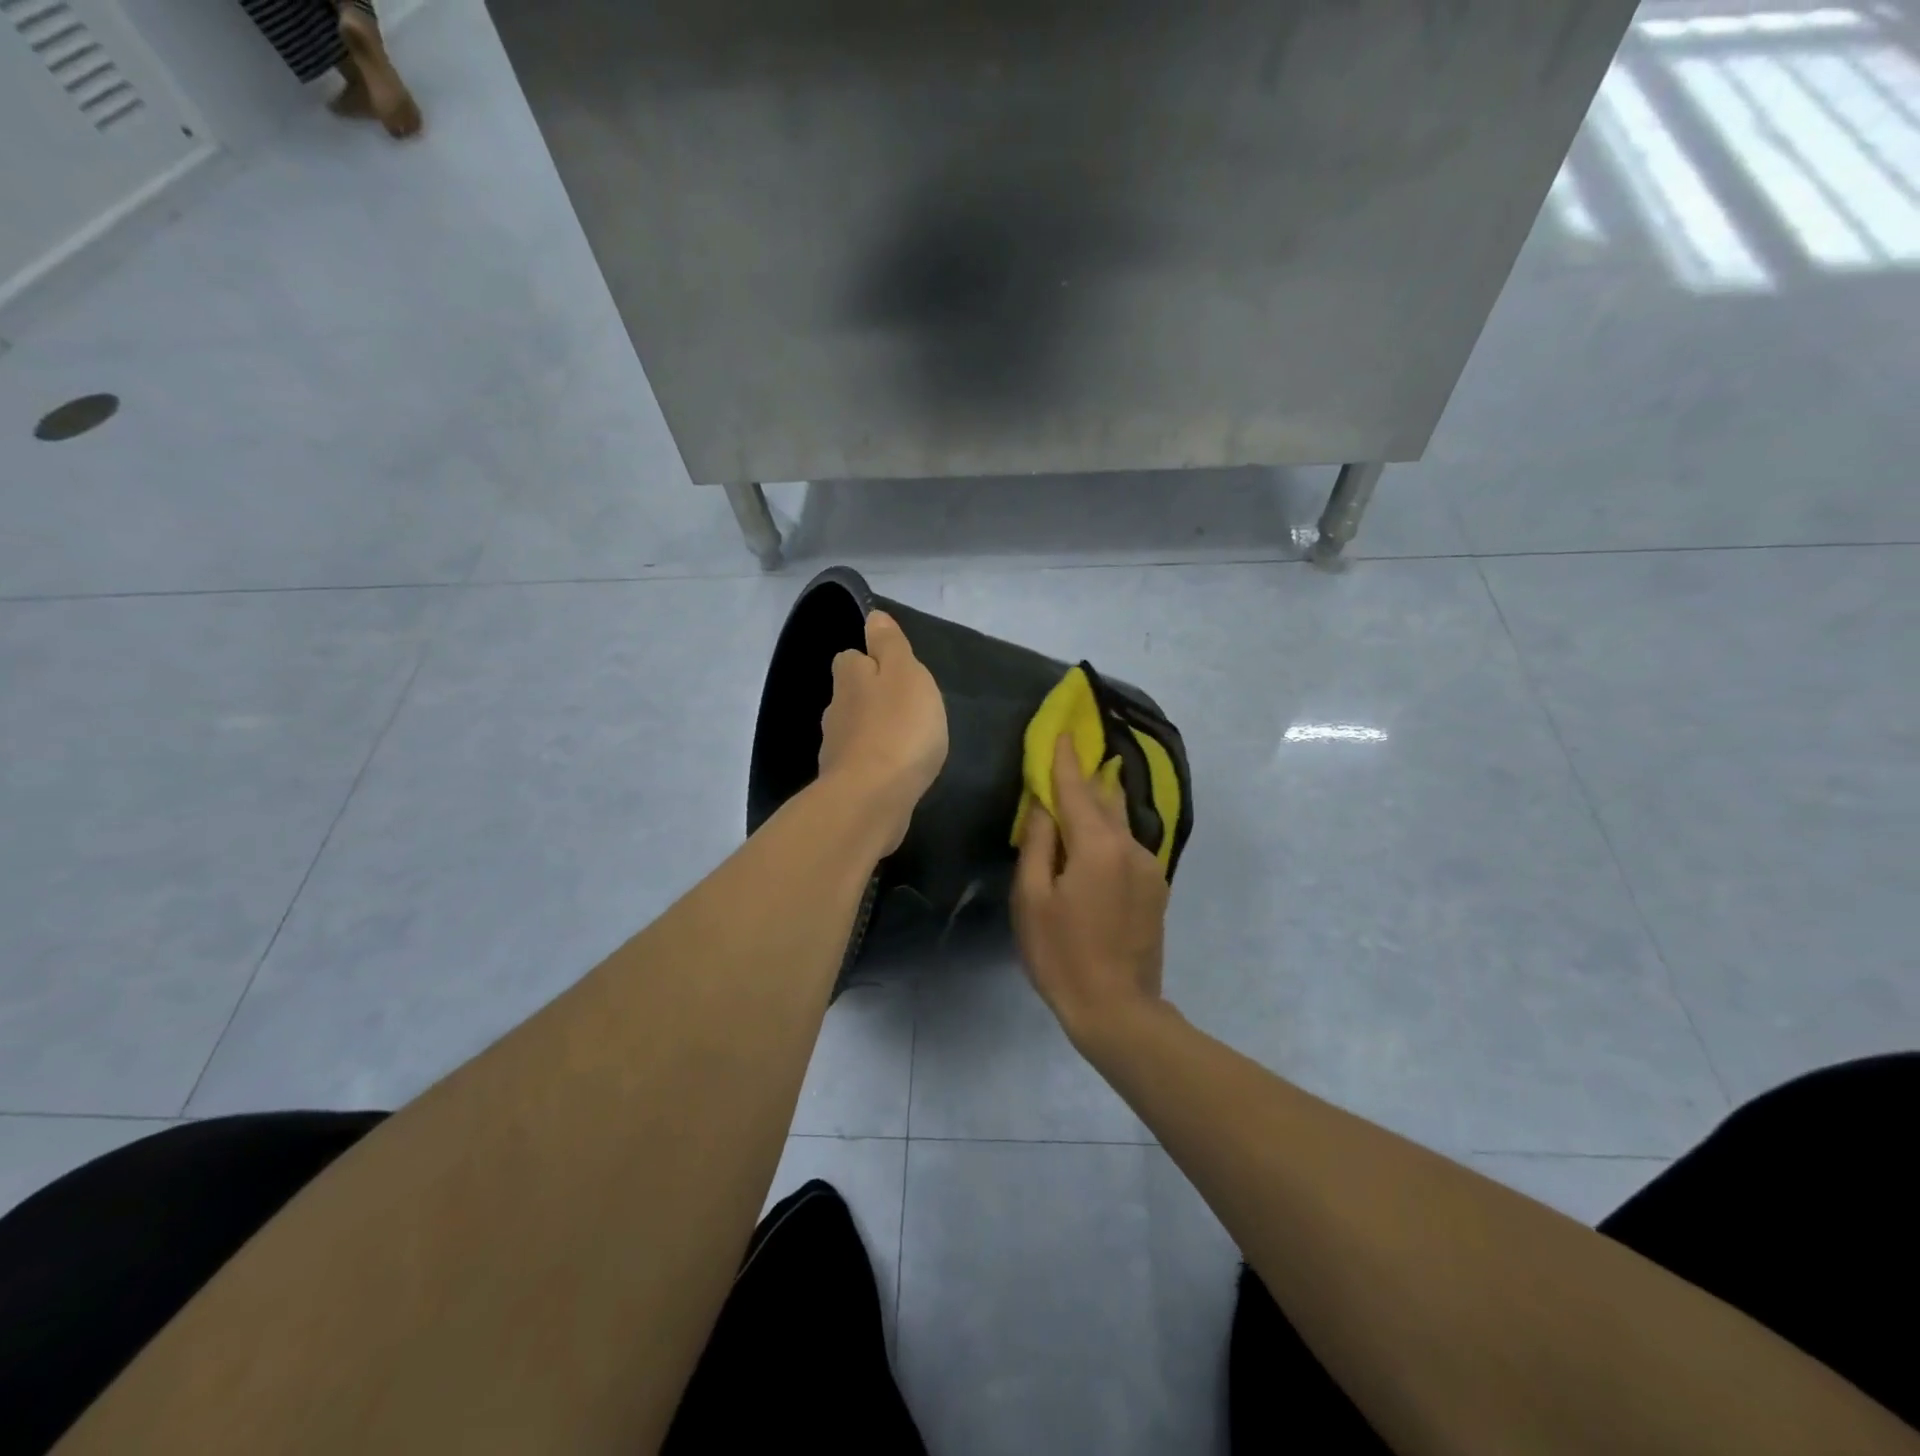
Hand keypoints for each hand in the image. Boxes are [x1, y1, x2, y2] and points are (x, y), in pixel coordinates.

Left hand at [818, 611, 948, 855]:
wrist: (872, 799)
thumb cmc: (898, 729)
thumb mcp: (906, 674)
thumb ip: (890, 645)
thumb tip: (872, 616)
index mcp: (850, 678)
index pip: (850, 658)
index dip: (870, 661)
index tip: (895, 672)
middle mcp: (835, 710)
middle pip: (851, 695)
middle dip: (872, 698)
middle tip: (906, 708)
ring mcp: (836, 749)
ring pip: (854, 730)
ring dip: (874, 732)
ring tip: (905, 742)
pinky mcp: (844, 783)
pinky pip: (861, 763)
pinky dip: (874, 763)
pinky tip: (895, 771)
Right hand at [1013, 734, 1170, 1049]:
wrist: (1117, 1009)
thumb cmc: (1061, 954)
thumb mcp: (1032, 899)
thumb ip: (1038, 844)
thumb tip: (1044, 805)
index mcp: (1097, 845)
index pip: (1078, 788)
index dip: (1065, 760)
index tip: (1061, 732)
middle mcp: (1130, 846)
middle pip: (1105, 799)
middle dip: (1087, 775)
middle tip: (1074, 753)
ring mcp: (1149, 867)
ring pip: (1120, 822)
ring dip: (1101, 802)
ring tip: (1088, 784)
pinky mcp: (1156, 888)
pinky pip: (1128, 845)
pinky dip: (1110, 830)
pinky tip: (1099, 834)